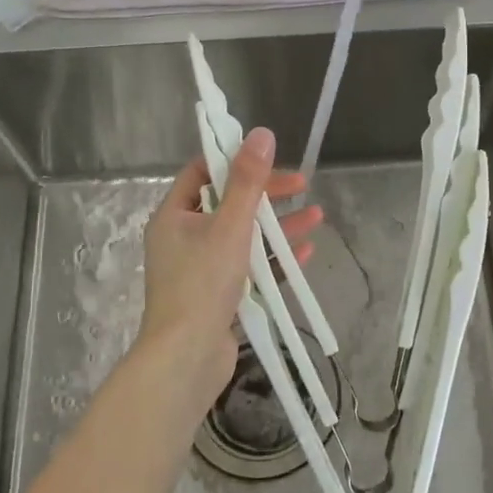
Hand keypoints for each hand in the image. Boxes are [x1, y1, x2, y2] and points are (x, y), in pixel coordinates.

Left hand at [133, 127, 323, 420]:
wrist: (187, 358)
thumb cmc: (203, 284)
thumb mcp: (230, 225)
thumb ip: (247, 181)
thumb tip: (261, 134)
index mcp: (174, 216)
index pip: (202, 173)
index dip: (234, 161)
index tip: (269, 158)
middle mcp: (183, 238)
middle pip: (228, 204)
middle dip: (266, 195)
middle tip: (302, 186)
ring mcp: (200, 270)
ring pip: (243, 237)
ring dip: (277, 227)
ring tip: (317, 217)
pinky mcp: (217, 296)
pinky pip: (248, 268)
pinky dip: (273, 260)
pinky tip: (305, 254)